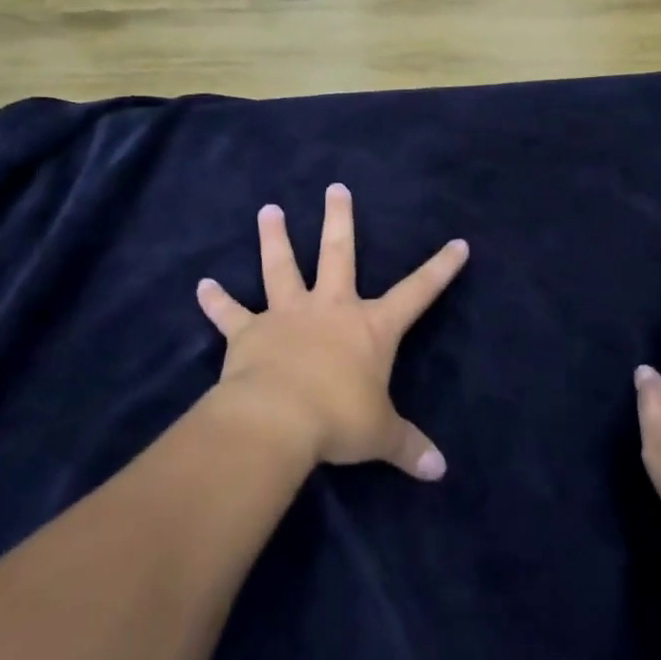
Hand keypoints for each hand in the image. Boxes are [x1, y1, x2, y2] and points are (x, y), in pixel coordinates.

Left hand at [196, 184, 467, 480]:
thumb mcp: (381, 436)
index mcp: (371, 328)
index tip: (458, 243)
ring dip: (274, 238)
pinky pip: (230, 313)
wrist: (277, 420)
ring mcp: (287, 315)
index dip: (440, 269)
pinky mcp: (249, 332)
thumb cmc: (338, 419)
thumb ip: (410, 447)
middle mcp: (331, 309)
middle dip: (340, 220)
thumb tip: (440, 472)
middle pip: (338, 254)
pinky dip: (216, 301)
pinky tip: (202, 286)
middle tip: (336, 188)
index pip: (417, 292)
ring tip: (268, 209)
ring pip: (281, 268)